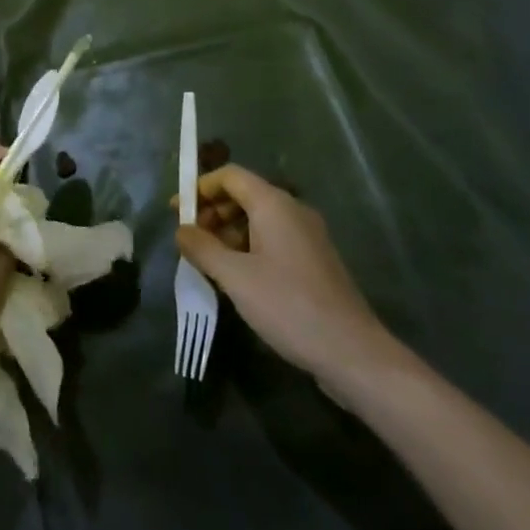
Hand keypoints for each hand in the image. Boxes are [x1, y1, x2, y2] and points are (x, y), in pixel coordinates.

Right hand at [176, 164, 412, 403]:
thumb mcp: (235, 277)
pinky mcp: (314, 261)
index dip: (200, 187)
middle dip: (213, 211)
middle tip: (190, 238)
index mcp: (274, 204)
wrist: (352, 353)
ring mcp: (307, 236)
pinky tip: (237, 276)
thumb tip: (181, 230)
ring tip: (208, 260)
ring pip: (259, 219)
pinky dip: (249, 246)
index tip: (177, 210)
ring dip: (229, 232)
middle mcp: (293, 210)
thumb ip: (202, 248)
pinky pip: (273, 239)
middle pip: (244, 195)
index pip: (230, 176)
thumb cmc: (288, 306)